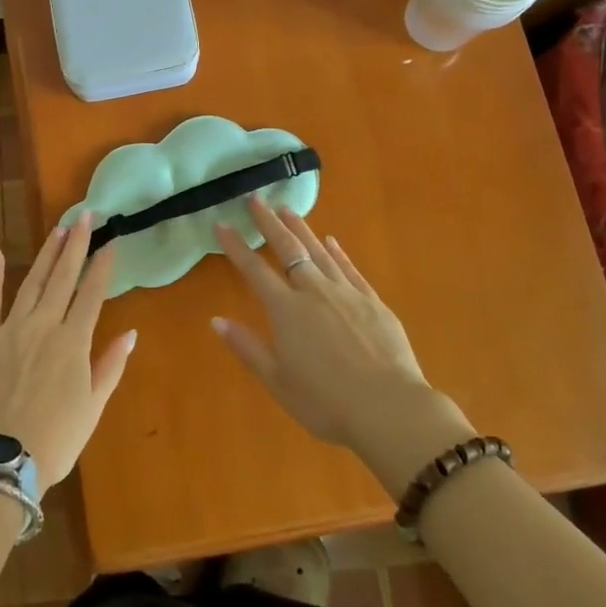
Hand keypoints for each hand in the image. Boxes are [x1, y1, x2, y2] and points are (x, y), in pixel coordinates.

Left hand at [0, 217, 136, 494]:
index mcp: (73, 341)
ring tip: (57, 229)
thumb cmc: (55, 439)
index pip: (92, 293)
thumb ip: (110, 366)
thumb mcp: (93, 407)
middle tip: (85, 216)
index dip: (102, 266)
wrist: (0, 461)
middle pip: (63, 277)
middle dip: (76, 244)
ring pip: (32, 281)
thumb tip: (130, 333)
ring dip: (46, 254)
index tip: (111, 241)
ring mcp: (10, 328)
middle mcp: (44, 325)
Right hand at [214, 198, 473, 493]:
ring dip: (301, 230)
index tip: (222, 224)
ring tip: (288, 210)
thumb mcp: (278, 381)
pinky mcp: (373, 302)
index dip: (236, 246)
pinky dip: (338, 253)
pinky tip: (331, 241)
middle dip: (269, 223)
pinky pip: (350, 269)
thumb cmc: (326, 402)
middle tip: (256, 198)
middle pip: (288, 250)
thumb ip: (247, 348)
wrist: (389, 408)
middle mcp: (314, 292)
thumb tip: (216, 320)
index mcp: (287, 311)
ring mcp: (347, 294)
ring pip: (319, 252)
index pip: (254, 271)